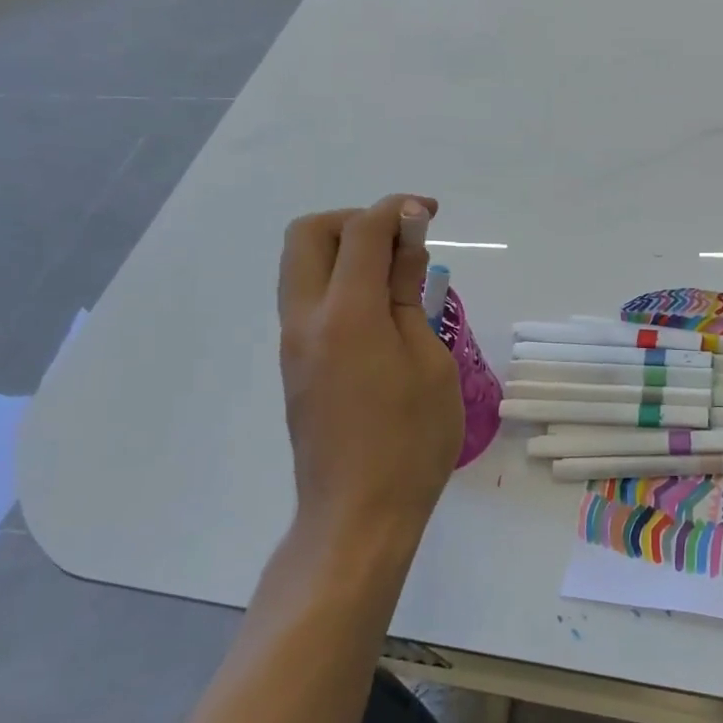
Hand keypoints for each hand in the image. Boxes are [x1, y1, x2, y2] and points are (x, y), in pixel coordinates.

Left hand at [278, 195, 463, 549]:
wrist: (359, 514)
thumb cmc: (412, 440)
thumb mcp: (430, 362)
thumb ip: (410, 295)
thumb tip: (408, 243)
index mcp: (346, 315)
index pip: (361, 231)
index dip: (396, 209)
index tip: (430, 213)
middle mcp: (306, 319)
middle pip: (309, 234)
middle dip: (355, 219)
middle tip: (399, 239)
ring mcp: (293, 343)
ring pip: (300, 265)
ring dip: (342, 249)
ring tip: (393, 275)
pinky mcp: (294, 365)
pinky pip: (306, 298)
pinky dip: (337, 281)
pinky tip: (377, 311)